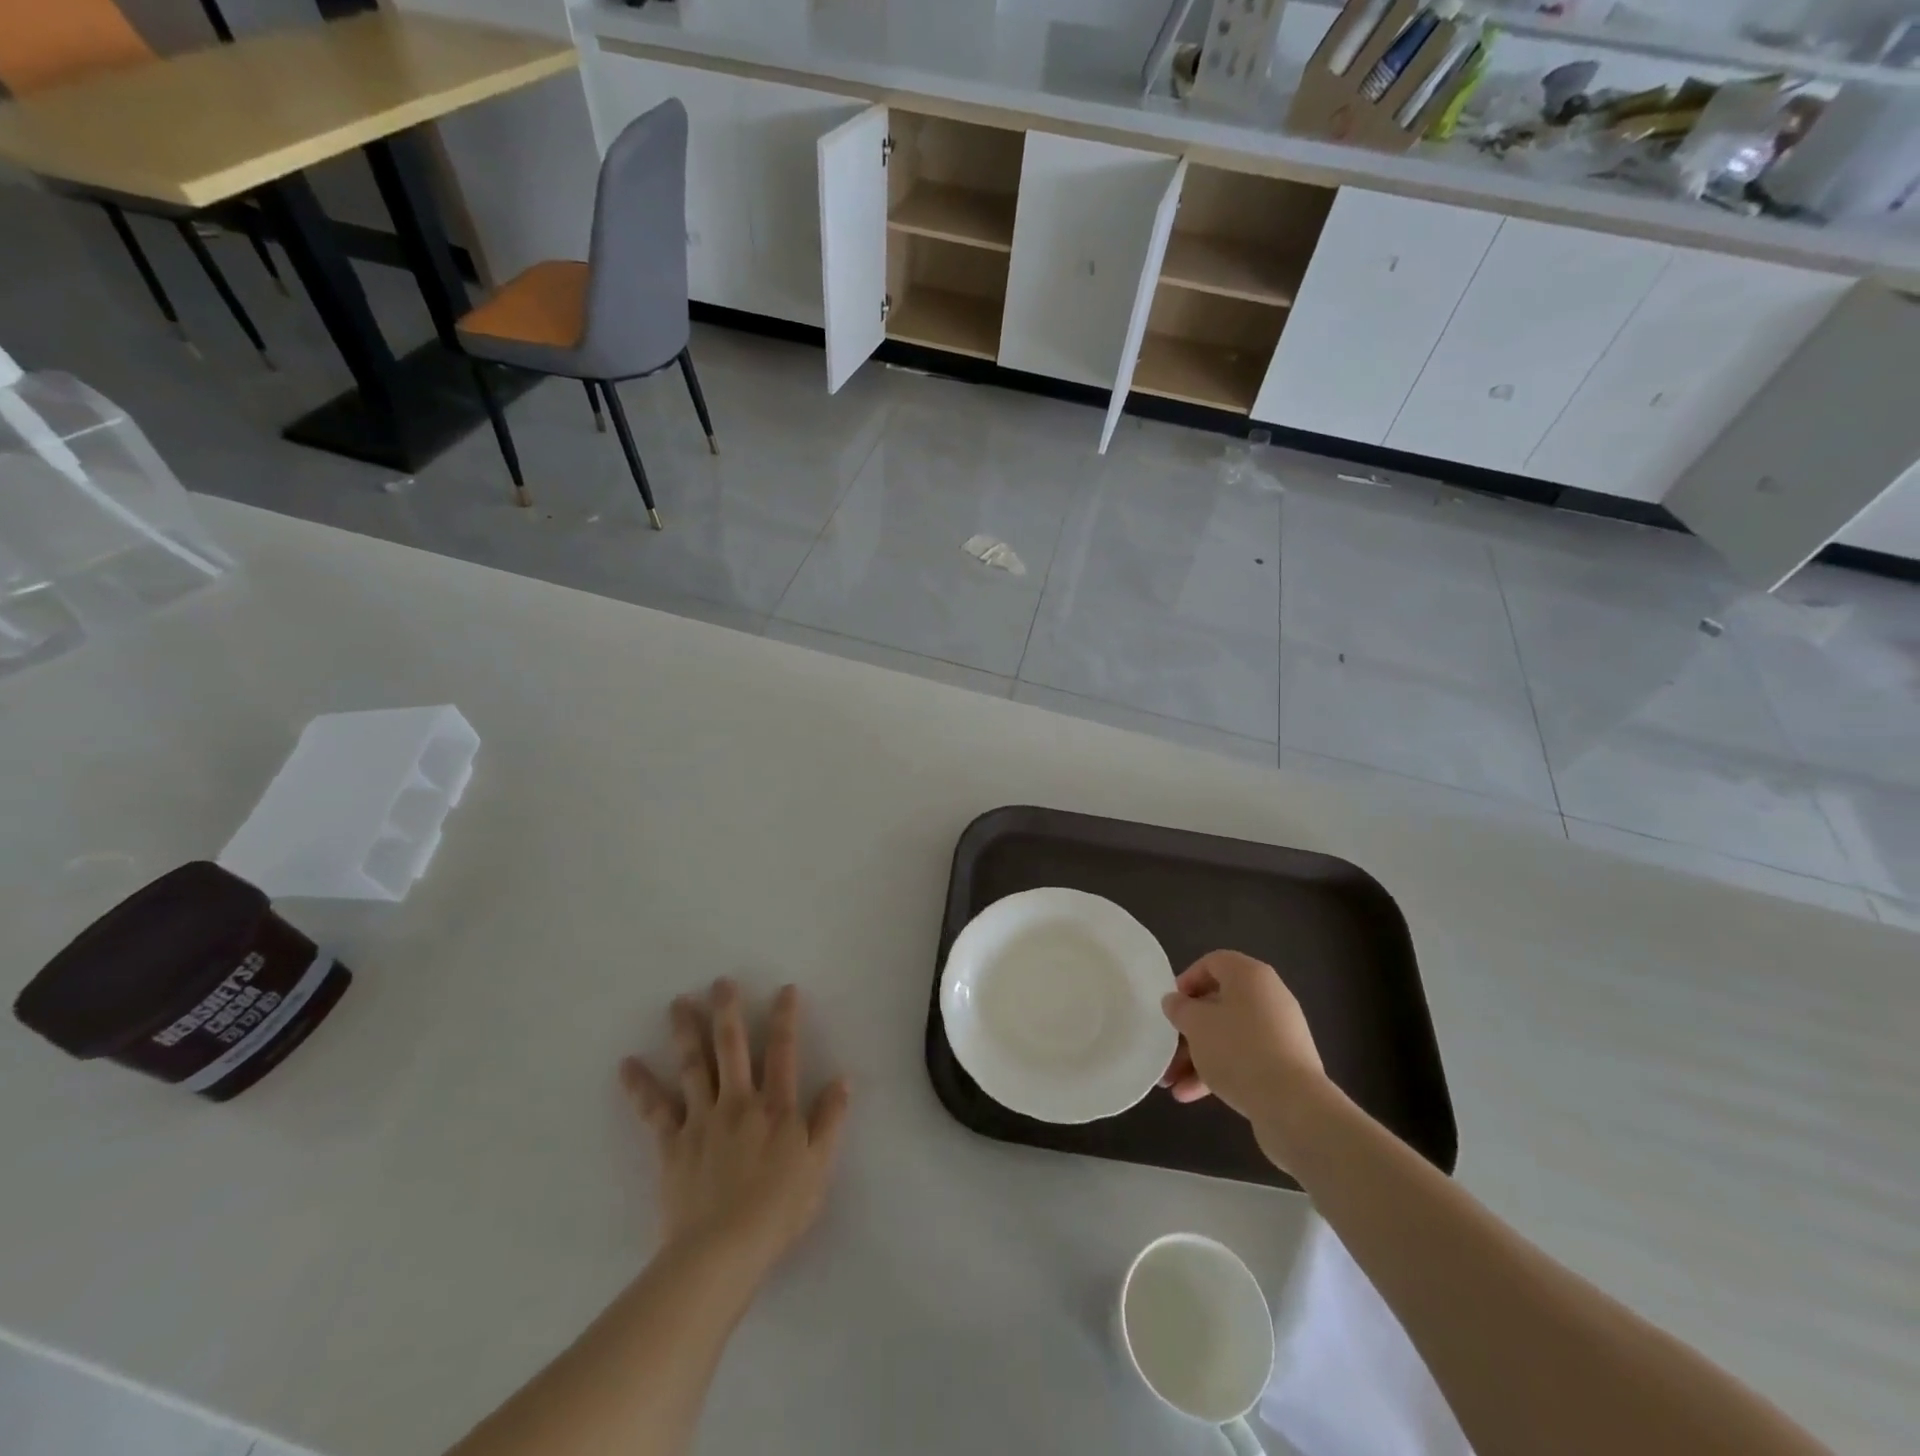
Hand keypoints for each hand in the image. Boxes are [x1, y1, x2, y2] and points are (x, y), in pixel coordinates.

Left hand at [620, 981, 848, 1288]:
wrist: (723, 1251)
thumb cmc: (778, 1210)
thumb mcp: (819, 1166)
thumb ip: (830, 1120)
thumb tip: (842, 1079)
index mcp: (776, 1108)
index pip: (783, 1052)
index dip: (785, 1018)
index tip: (785, 989)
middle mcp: (739, 1102)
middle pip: (732, 1047)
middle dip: (727, 1011)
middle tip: (720, 982)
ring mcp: (702, 1120)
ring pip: (693, 1066)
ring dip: (685, 1032)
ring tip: (677, 1003)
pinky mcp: (673, 1144)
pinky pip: (654, 1109)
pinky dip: (640, 1086)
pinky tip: (626, 1065)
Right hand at [1159, 951, 1331, 1167]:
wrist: (1294, 1106)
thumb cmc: (1238, 1049)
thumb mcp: (1196, 1024)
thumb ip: (1180, 1008)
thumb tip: (1175, 1002)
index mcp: (1250, 975)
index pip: (1213, 963)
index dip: (1187, 980)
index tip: (1172, 1006)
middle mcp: (1268, 997)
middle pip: (1218, 1004)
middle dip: (1187, 1031)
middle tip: (1166, 1050)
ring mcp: (1279, 1033)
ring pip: (1228, 1036)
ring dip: (1197, 1057)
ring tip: (1171, 1083)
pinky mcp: (1284, 1065)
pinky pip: (1244, 1059)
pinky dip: (1218, 1071)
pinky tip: (1191, 1095)